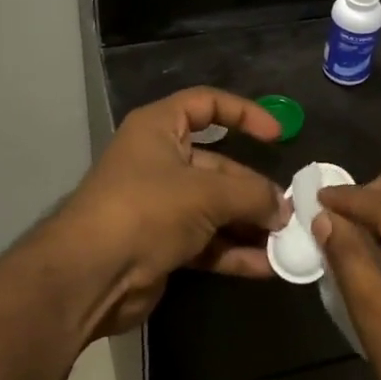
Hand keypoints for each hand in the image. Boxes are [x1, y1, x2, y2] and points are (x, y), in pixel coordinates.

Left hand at [48, 88, 287, 337]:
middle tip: (288, 210)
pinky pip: (207, 241)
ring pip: (215, 207)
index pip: (206, 104)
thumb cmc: (147, 210)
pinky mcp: (162, 243)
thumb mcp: (206, 194)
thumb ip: (251, 196)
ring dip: (249, 223)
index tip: (277, 134)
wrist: (91, 275)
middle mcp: (159, 161)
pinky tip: (267, 266)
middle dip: (253, 188)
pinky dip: (234, 251)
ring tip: (287, 240)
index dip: (243, 113)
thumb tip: (283, 208)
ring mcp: (160, 205)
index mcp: (159, 128)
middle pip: (218, 165)